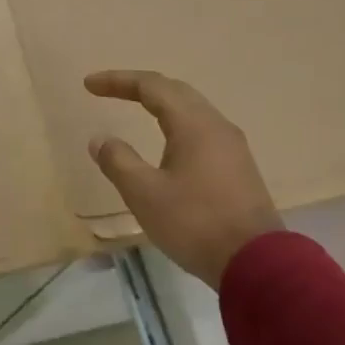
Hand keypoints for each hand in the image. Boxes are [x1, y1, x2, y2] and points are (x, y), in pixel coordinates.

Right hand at [85, 69, 283, 286]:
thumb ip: (118, 161)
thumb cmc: (194, 223)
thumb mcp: (144, 194)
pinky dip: (176, 122)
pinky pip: (202, 129)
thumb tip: (100, 139)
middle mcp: (216, 126)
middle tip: (109, 90)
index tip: (89, 85)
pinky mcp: (238, 167)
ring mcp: (232, 147)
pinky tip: (168, 140)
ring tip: (136, 107)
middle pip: (175, 91)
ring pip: (192, 109)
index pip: (151, 87)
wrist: (256, 263)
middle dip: (140, 86)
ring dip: (161, 103)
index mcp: (193, 125)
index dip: (118, 81)